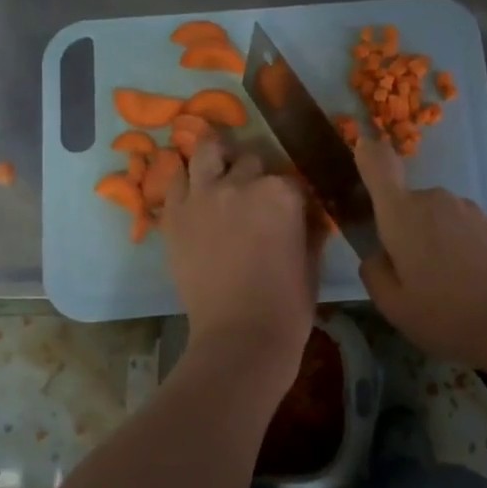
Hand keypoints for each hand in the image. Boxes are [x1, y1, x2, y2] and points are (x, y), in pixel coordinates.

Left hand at [163, 138, 318, 390]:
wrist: (240, 337)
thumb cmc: (287, 305)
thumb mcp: (311, 260)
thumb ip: (310, 227)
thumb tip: (309, 213)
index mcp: (282, 193)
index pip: (290, 177)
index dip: (291, 195)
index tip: (290, 211)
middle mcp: (241, 183)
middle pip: (251, 161)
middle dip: (256, 176)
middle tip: (254, 201)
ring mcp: (203, 195)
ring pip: (208, 151)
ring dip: (217, 158)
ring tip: (219, 173)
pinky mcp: (175, 214)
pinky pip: (176, 180)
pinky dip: (187, 182)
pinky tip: (195, 195)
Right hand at [354, 134, 486, 368]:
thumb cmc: (447, 313)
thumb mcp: (394, 306)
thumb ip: (375, 273)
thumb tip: (378, 256)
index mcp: (402, 214)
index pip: (378, 165)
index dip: (368, 154)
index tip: (363, 149)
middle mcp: (436, 200)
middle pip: (408, 206)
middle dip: (405, 233)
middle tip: (413, 277)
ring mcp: (471, 210)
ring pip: (439, 220)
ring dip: (436, 243)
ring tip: (448, 289)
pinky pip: (466, 232)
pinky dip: (463, 252)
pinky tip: (474, 287)